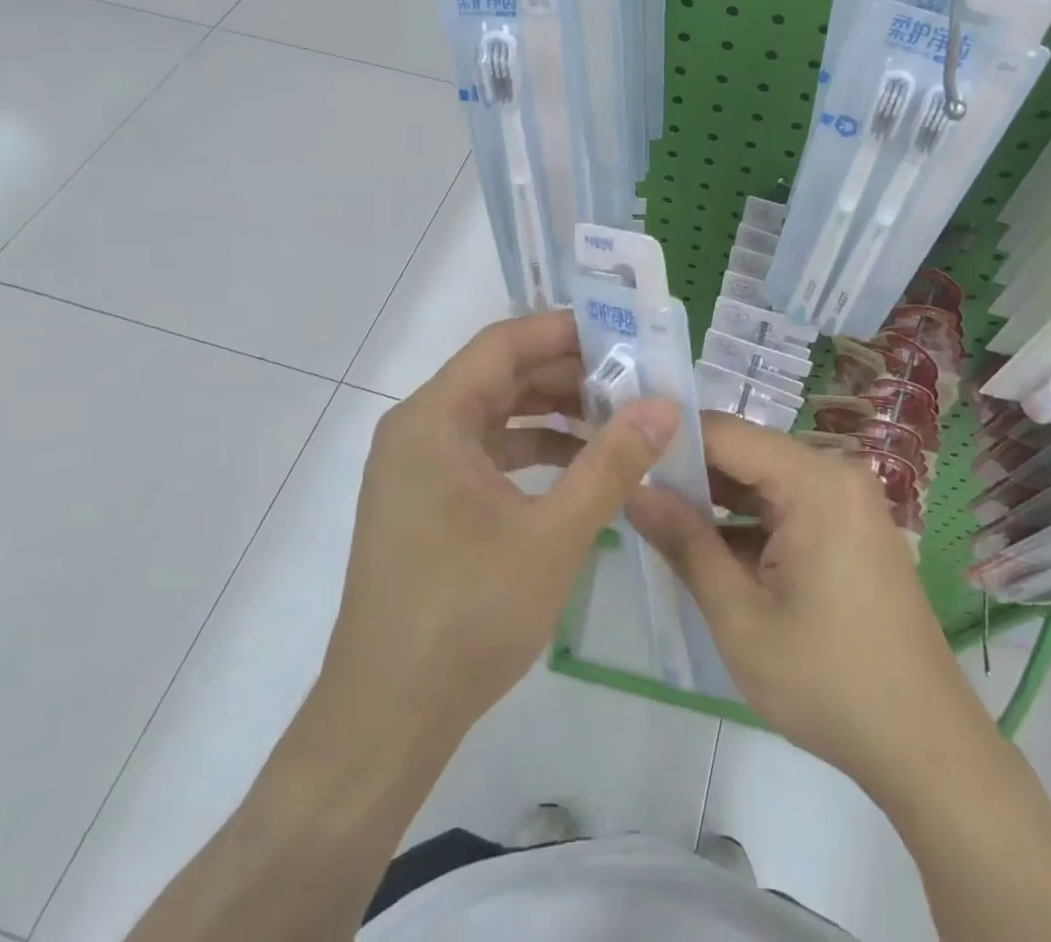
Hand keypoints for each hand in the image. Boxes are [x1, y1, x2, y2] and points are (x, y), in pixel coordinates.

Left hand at [322, 310, 678, 745]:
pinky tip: (580, 467)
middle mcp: (419, 430)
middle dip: (567, 374)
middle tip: (633, 378)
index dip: (563, 330)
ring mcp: (419, 468)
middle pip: (500, 376)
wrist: (386, 719)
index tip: (622, 332)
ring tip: (618, 420)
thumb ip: (611, 463)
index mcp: (434, 420)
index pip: (503, 344)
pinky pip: (486, 453)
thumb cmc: (467, 617)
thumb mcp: (554, 535)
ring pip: (495, 415)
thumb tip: (664, 405)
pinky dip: (533, 450)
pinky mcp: (427, 501)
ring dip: (554, 413)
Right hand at [627, 414, 992, 798]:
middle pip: (745, 454)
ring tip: (656, 518)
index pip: (725, 434)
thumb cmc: (827, 679)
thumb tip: (634, 491)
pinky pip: (787, 508)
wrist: (924, 747)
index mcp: (815, 480)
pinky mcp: (850, 530)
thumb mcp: (739, 616)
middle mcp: (835, 475)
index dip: (670, 441)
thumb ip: (684, 544)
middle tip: (631, 492)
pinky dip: (748, 525)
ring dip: (716, 502)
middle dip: (690, 474)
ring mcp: (847, 503)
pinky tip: (707, 549)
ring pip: (763, 482)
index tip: (623, 456)